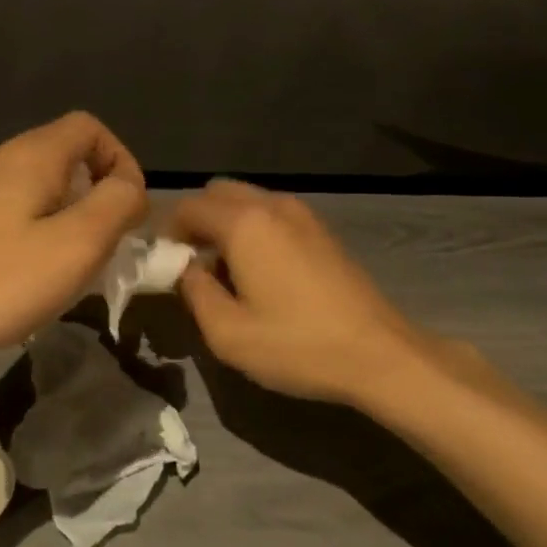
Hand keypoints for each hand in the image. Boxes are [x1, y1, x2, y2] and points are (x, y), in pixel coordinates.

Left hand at [0, 112, 146, 351]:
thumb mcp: (76, 243)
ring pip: (41, 184)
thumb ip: (117, 205)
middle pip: (67, 155)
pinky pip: (15, 207)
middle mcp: (3, 158)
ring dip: (68, 215)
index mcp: (34, 154)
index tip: (127, 210)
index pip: (91, 128)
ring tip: (70, 262)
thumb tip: (130, 187)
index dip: (120, 161)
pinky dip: (37, 228)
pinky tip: (29, 272)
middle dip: (97, 194)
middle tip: (103, 243)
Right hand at [167, 180, 448, 405]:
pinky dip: (254, 227)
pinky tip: (262, 270)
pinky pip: (272, 212)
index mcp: (244, 223)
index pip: (189, 206)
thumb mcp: (228, 333)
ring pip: (247, 199)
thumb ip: (194, 292)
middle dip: (197, 220)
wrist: (379, 354)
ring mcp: (302, 213)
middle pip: (218, 192)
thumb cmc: (297, 345)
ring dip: (226, 222)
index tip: (166, 265)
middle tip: (193, 262)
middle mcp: (272, 205)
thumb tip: (186, 269)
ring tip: (227, 269)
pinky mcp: (322, 229)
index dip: (169, 232)